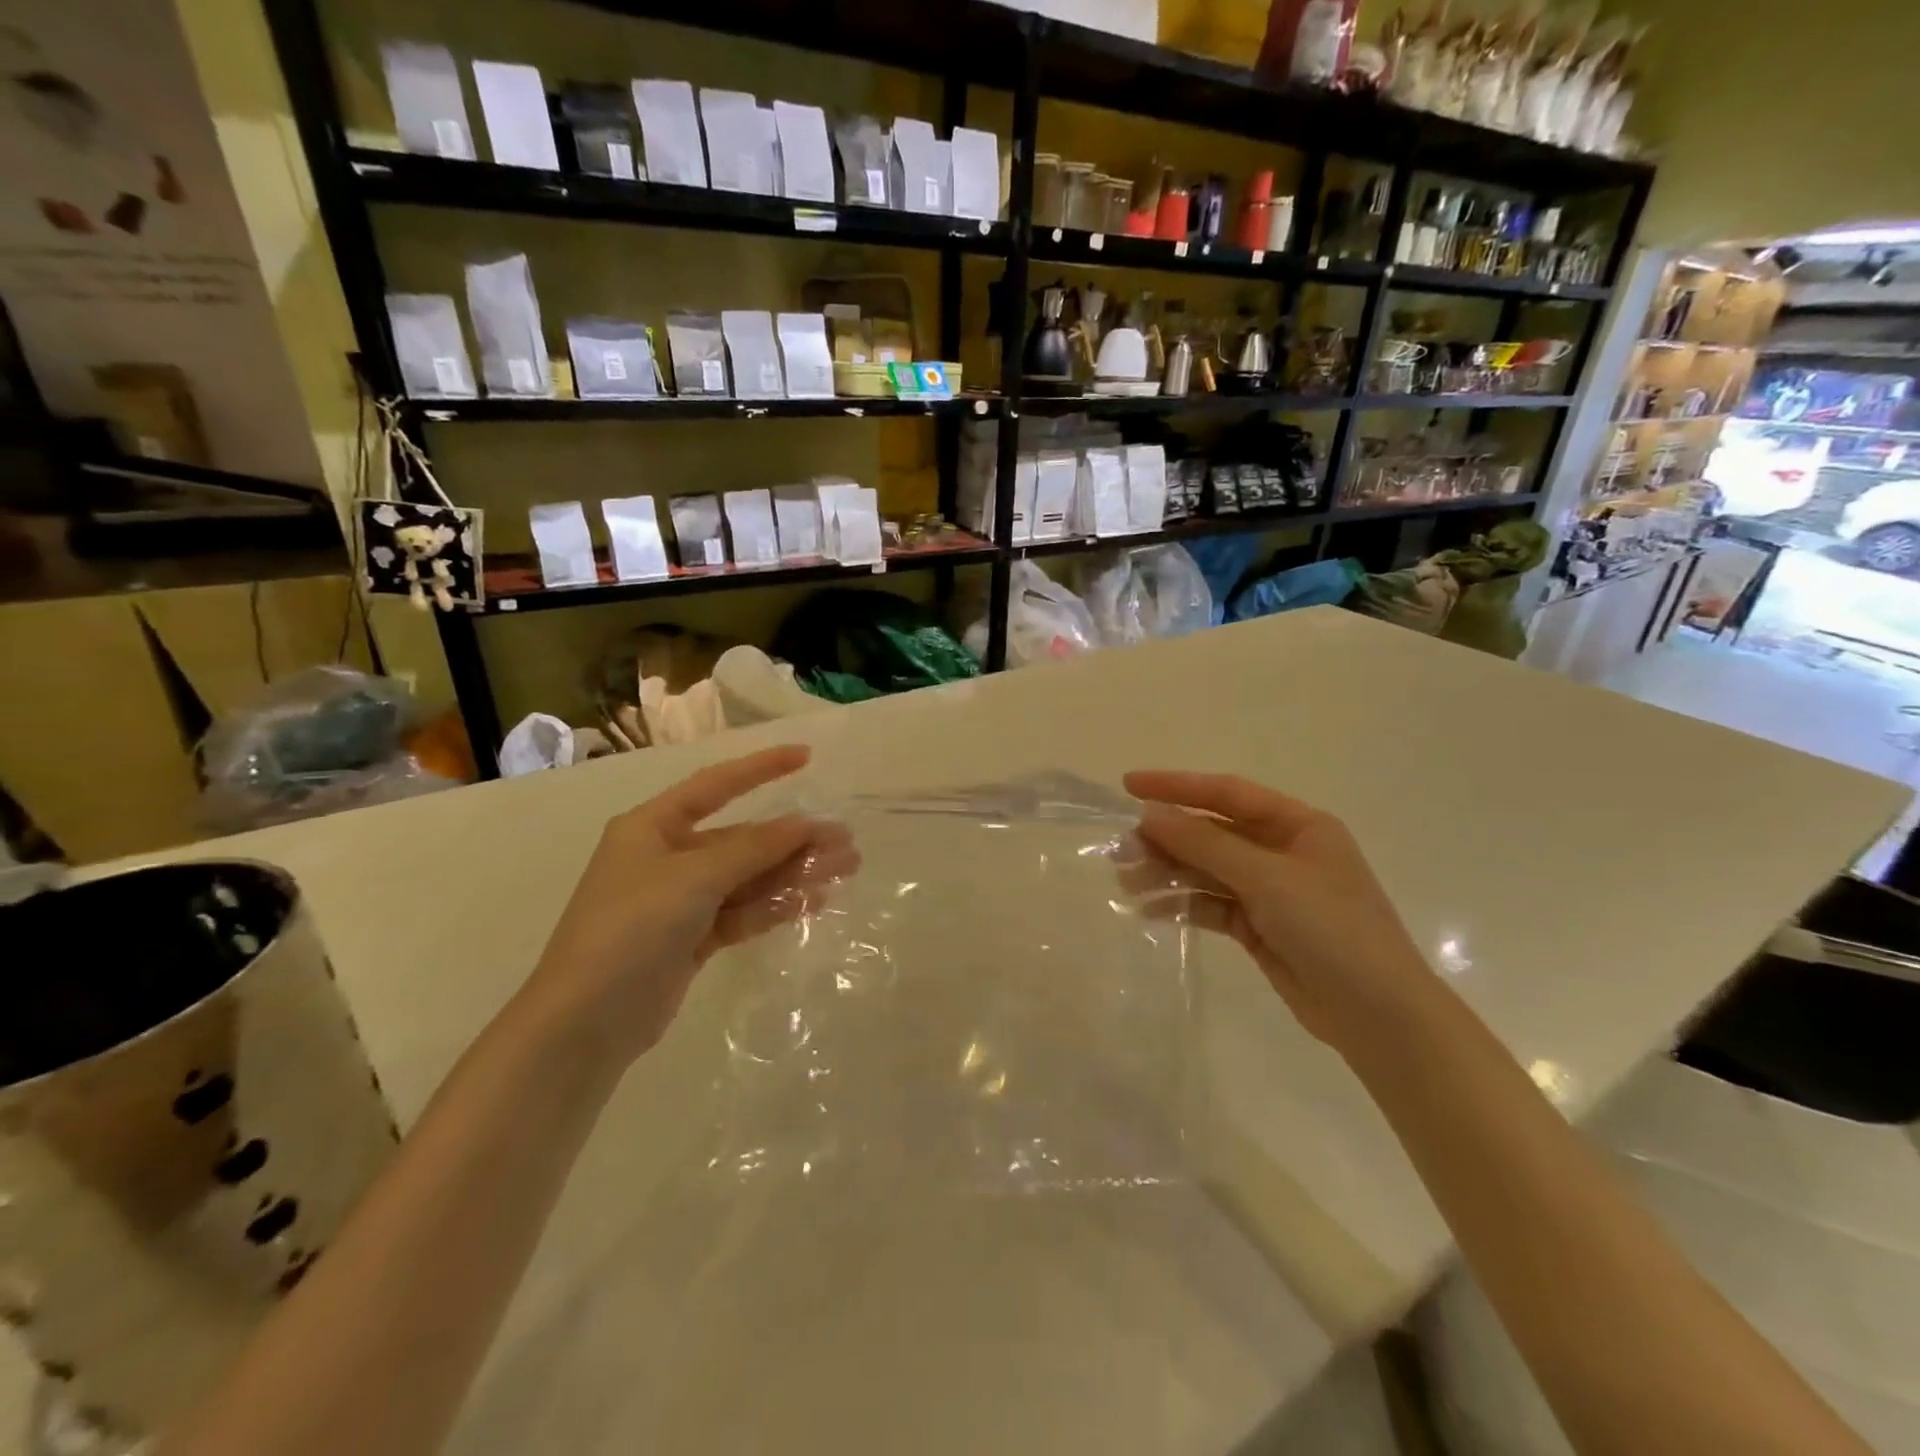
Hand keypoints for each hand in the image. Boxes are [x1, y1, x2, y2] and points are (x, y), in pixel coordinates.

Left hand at [522, 745, 856, 1062]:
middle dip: (794, 838)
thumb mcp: (693, 879)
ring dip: (793, 872)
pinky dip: (775, 906)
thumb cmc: (631, 929)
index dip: (762, 768)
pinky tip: (812, 902)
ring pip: (749, 877)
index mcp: (653, 827)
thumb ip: (753, 849)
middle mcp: (668, 857)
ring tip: (844, 870)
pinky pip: (742, 911)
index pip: (716, 785)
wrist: (584, 1023)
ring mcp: (681, 900)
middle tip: (845, 841)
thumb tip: (804, 824)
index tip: (807, 756)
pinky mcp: (693, 938)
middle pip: (743, 838)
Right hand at [1124, 771, 1439, 1056]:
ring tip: (1127, 883)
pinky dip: (1182, 905)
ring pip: (1206, 870)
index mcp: (1297, 824)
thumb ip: (1205, 844)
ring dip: (1168, 872)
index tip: (1129, 786)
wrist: (1378, 1016)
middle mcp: (1282, 851)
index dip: (1177, 785)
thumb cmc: (1332, 928)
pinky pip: (1211, 905)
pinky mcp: (1258, 927)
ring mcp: (1270, 891)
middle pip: (1212, 833)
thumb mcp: (1267, 878)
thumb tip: (1149, 814)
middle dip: (1166, 838)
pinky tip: (1150, 910)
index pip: (1227, 793)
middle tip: (1121, 850)